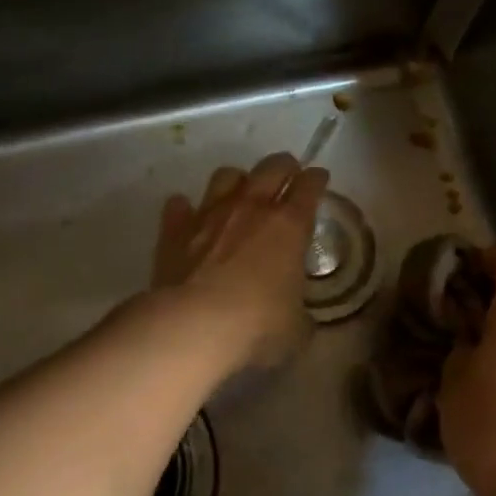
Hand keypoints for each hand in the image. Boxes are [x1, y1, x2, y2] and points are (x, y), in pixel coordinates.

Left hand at [149, 153, 328, 375]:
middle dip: (284, 166)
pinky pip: (180, 206)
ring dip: (237, 180)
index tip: (319, 178)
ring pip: (227, 176)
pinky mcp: (175, 229)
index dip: (317, 179)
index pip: (310, 187)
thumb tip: (298, 317)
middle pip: (272, 167)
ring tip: (240, 192)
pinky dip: (186, 208)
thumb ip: (300, 314)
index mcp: (289, 226)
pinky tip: (189, 216)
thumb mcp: (296, 328)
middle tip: (288, 173)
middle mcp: (251, 208)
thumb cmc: (256, 326)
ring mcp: (210, 214)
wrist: (192, 326)